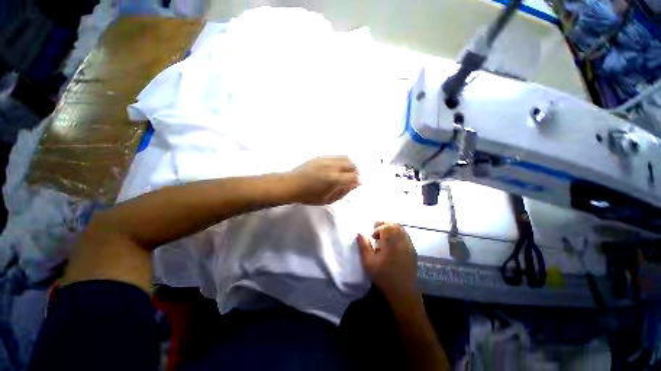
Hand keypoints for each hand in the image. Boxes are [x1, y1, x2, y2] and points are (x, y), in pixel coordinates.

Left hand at [287, 156, 359, 204]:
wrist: (291, 185)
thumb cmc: (309, 196)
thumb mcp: (328, 199)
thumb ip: (343, 192)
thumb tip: (355, 184)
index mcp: (334, 179)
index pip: (354, 177)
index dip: (358, 181)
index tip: (357, 184)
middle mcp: (332, 167)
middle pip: (352, 165)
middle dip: (356, 172)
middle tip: (353, 178)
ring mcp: (326, 159)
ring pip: (345, 158)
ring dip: (350, 165)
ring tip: (346, 172)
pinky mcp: (321, 156)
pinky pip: (337, 156)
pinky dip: (341, 161)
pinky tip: (337, 168)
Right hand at [357, 222, 418, 302]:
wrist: (403, 293)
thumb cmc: (384, 277)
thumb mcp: (369, 262)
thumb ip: (364, 246)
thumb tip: (359, 233)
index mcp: (392, 244)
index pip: (386, 227)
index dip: (378, 229)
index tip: (373, 237)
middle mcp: (402, 242)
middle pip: (395, 225)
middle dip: (385, 225)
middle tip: (377, 232)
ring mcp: (409, 246)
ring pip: (401, 229)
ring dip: (391, 229)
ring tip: (383, 236)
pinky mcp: (413, 251)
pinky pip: (405, 236)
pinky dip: (397, 234)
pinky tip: (392, 243)